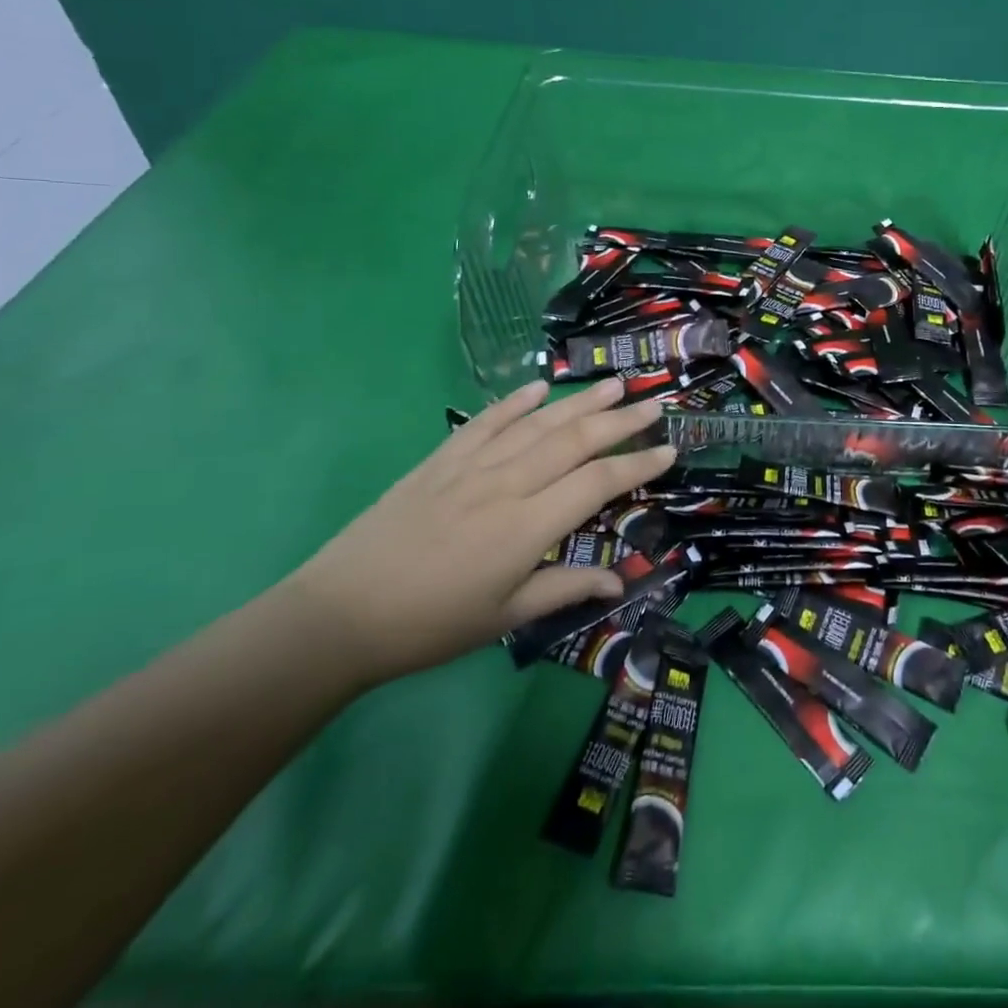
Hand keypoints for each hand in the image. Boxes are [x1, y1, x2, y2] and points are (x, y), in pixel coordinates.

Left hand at [285, 378, 673, 685]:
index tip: (669, 450)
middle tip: (653, 402)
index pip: (598, 482)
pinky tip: (539, 388)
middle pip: (575, 440)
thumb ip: (564, 588)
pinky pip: (486, 422)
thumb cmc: (430, 624)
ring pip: (538, 423)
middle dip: (620, 420)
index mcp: (528, 526)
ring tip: (612, 383)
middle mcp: (507, 484)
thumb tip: (620, 580)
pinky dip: (515, 401)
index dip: (638, 464)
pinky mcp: (441, 460)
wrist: (339, 614)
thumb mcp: (504, 617)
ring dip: (579, 401)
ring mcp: (472, 466)